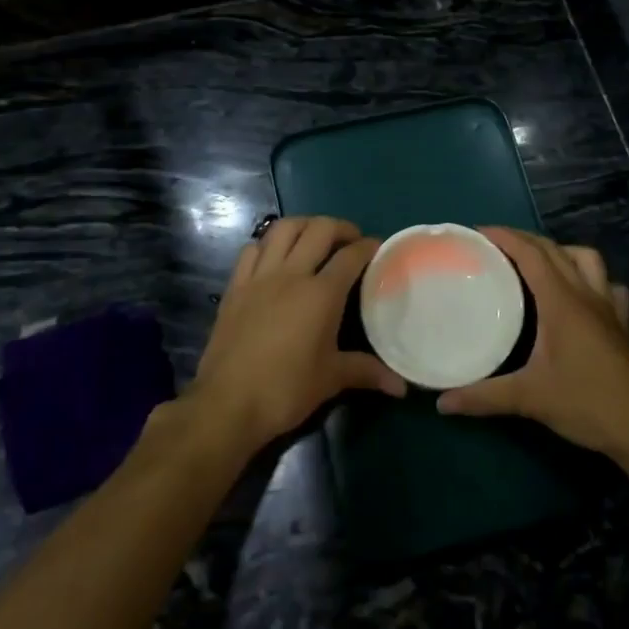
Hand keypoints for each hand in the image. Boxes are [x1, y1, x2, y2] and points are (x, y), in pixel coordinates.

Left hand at [188, 217, 404, 451]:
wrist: (227, 403)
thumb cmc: (286, 390)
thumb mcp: (331, 379)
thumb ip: (367, 372)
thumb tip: (401, 386)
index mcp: (321, 294)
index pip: (351, 256)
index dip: (368, 246)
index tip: (378, 248)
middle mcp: (291, 274)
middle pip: (319, 230)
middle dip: (340, 227)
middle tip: (350, 240)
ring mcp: (259, 276)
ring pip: (282, 229)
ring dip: (304, 225)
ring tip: (315, 237)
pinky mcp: (235, 286)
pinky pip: (252, 249)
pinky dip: (268, 244)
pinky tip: (275, 256)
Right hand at [437, 228, 628, 457]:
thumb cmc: (584, 404)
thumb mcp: (528, 398)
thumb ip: (483, 397)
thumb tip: (443, 402)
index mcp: (561, 302)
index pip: (531, 254)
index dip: (505, 237)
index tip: (477, 232)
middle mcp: (585, 294)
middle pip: (554, 250)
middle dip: (524, 239)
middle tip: (495, 245)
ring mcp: (608, 307)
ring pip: (586, 259)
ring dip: (559, 251)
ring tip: (536, 263)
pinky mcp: (620, 323)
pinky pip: (608, 285)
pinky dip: (590, 278)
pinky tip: (579, 292)